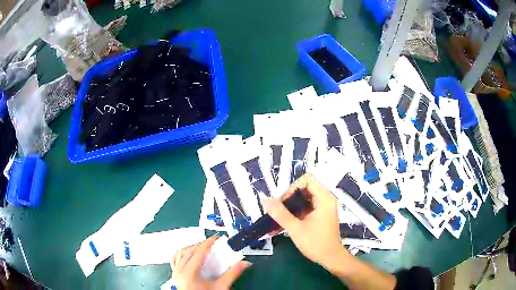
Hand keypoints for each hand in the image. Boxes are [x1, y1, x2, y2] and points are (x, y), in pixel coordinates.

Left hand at [171, 236, 251, 289]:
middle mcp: (180, 271)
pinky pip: (174, 259)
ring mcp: (176, 273)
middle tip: (212, 243)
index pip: (199, 252)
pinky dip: (182, 253)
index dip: (208, 243)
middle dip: (201, 244)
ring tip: (201, 247)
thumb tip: (244, 264)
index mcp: (190, 273)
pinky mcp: (175, 275)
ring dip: (191, 248)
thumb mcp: (221, 286)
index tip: (216, 238)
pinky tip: (188, 254)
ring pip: (180, 253)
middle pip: (189, 250)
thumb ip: (232, 274)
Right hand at [263, 173, 350, 272]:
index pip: (307, 180)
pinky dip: (294, 214)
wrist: (330, 258)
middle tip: (277, 210)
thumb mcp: (295, 228)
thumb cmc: (316, 243)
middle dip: (288, 198)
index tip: (283, 202)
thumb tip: (265, 200)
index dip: (293, 188)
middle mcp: (325, 199)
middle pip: (304, 189)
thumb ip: (280, 214)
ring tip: (276, 218)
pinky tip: (282, 224)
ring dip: (289, 207)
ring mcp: (323, 207)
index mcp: (324, 198)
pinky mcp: (320, 215)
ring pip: (303, 199)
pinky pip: (305, 208)